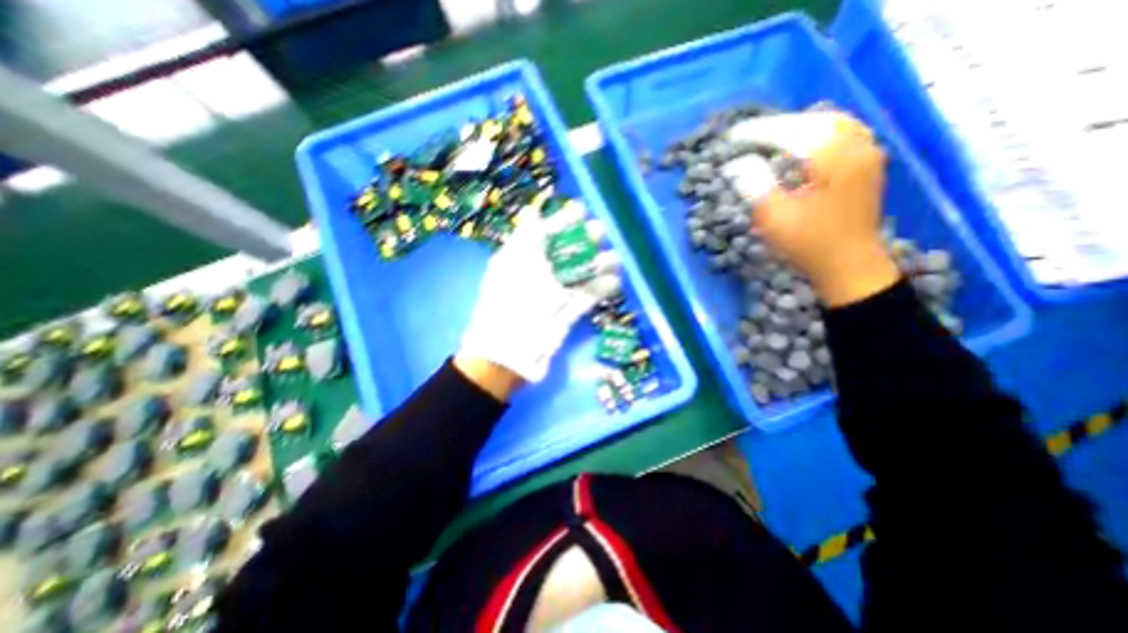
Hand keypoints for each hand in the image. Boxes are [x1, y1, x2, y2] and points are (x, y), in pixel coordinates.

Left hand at [456, 202, 619, 390]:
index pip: (545, 233)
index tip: (581, 211)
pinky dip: (601, 289)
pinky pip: (587, 297)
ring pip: (581, 274)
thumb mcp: (513, 265)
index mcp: (523, 260)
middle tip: (601, 232)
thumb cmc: (509, 303)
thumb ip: (526, 238)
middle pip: (567, 252)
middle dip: (585, 240)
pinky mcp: (567, 313)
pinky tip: (615, 281)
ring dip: (599, 264)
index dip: (562, 221)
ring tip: (615, 258)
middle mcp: (540, 274)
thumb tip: (531, 210)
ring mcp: (555, 295)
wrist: (509, 354)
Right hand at [722, 112, 899, 305]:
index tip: (732, 137)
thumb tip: (737, 163)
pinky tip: (800, 143)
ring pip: (831, 123)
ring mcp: (867, 153)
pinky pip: (841, 134)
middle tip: (748, 135)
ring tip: (770, 136)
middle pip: (814, 120)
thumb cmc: (809, 244)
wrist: (849, 266)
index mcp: (834, 157)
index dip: (758, 132)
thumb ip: (754, 185)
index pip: (791, 132)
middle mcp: (857, 145)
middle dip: (778, 125)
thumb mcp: (773, 218)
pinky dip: (816, 132)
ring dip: (797, 126)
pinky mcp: (866, 164)